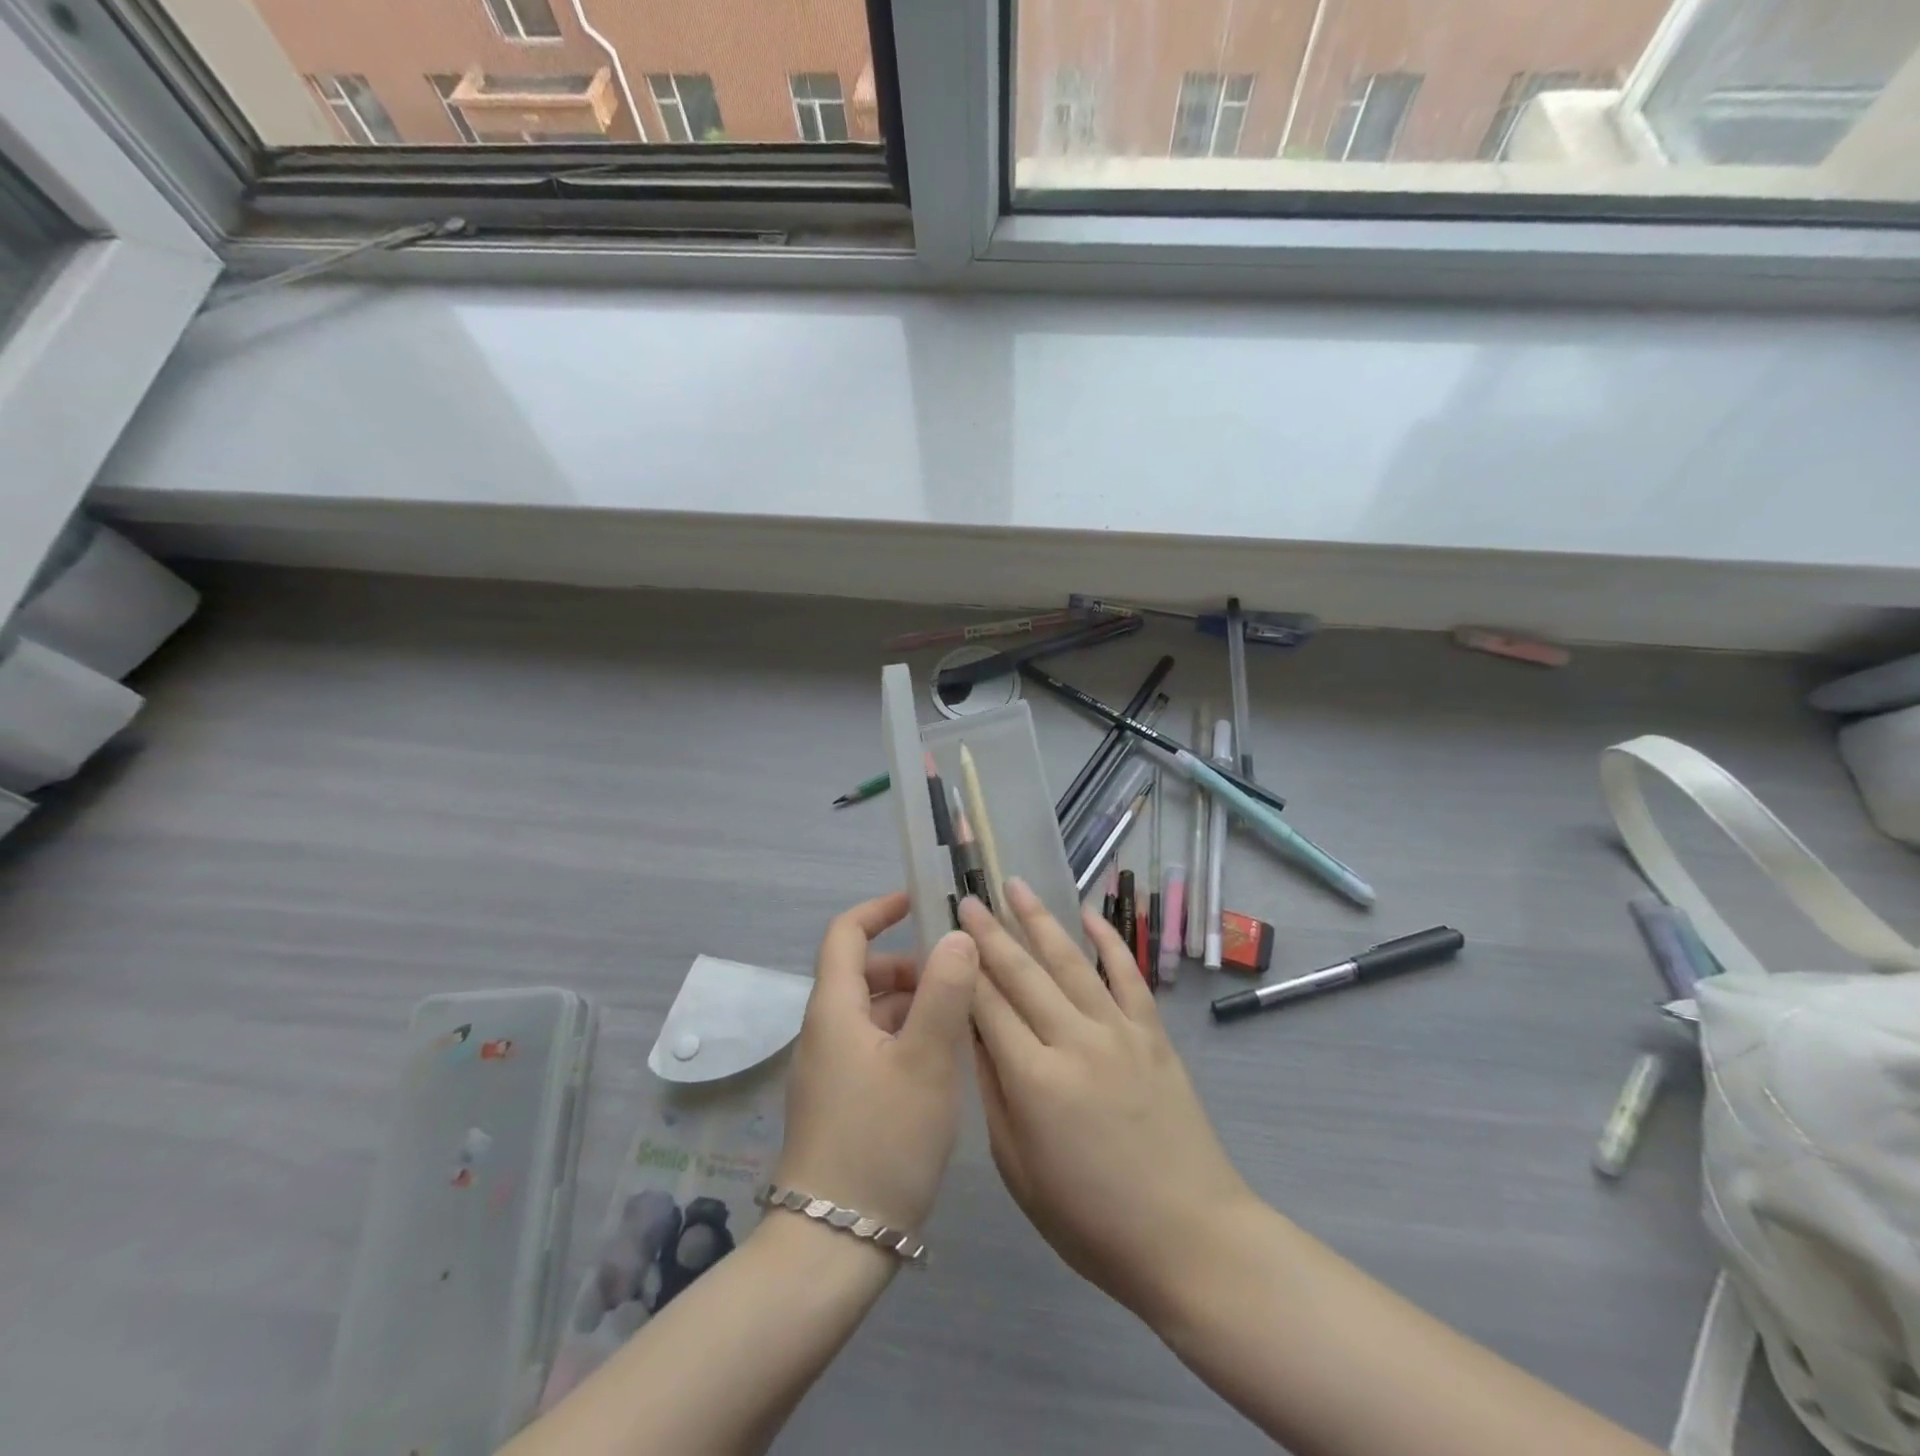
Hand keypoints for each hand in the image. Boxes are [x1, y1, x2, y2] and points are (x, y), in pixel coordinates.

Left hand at [773, 891, 978, 1234]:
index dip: (880, 909)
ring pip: (873, 1014)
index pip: (846, 933)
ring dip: (913, 1005)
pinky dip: (906, 1039)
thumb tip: (957, 936)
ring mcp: (829, 1071)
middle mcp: (824, 1032)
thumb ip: (945, 992)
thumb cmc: (881, 1141)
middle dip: (911, 966)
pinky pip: (874, 1048)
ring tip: (962, 1024)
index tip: (920, 903)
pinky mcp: (840, 1103)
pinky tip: (942, 1067)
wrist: (832, 1247)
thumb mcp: (925, 1061)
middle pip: (864, 974)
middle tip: (960, 980)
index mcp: (835, 1009)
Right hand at [961, 882, 1256, 1322]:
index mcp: (1034, 1079)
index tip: (943, 935)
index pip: (986, 1006)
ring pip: (1071, 961)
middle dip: (990, 932)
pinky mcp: (1153, 1034)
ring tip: (1016, 886)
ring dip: (1040, 920)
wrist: (1190, 1237)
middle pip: (1023, 973)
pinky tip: (1090, 914)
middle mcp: (1074, 1040)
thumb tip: (972, 1034)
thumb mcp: (1019, 1170)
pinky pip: (1128, 975)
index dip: (961, 968)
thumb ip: (993, 1094)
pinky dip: (1109, 940)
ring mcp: (1119, 1032)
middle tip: (968, 897)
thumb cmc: (1091, 1220)